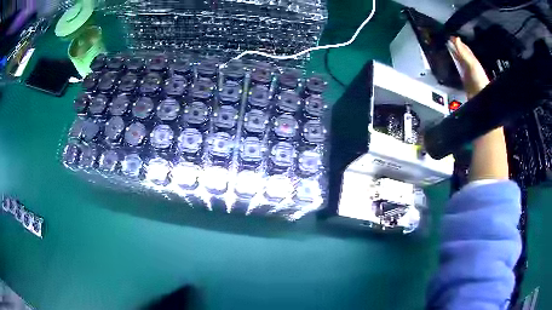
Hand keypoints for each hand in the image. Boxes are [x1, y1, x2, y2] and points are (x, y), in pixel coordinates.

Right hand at [448, 37, 489, 97]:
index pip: (463, 48)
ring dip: (453, 57)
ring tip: (447, 51)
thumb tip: (456, 38)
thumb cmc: (479, 79)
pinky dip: (453, 67)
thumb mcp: (471, 63)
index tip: (450, 36)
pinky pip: (457, 71)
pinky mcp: (464, 81)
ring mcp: (466, 73)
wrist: (480, 95)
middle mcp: (469, 65)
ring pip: (459, 62)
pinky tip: (451, 67)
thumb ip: (463, 52)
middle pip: (461, 54)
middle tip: (447, 42)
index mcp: (471, 59)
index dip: (457, 42)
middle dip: (454, 48)